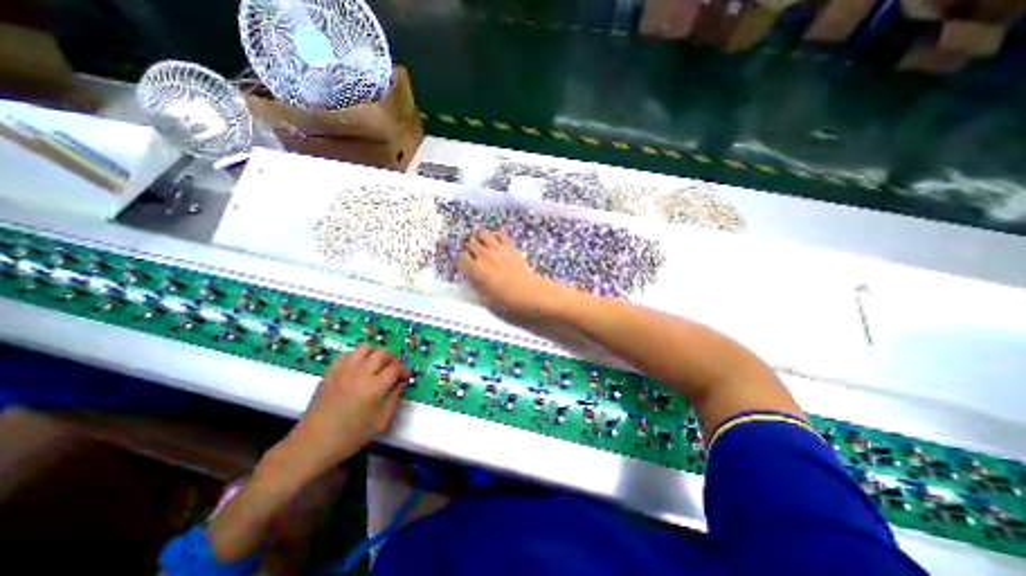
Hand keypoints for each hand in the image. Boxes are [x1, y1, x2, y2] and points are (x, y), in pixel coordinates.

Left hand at [269, 347, 406, 484]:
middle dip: (391, 359)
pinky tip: (357, 368)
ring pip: (364, 348)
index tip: (403, 377)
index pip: (395, 367)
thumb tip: (400, 383)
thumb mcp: (379, 422)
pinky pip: (347, 354)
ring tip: (375, 365)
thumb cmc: (349, 437)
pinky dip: (356, 356)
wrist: (312, 444)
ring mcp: (343, 371)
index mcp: (375, 387)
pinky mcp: (330, 372)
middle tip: (391, 369)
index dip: (403, 370)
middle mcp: (360, 373)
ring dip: (374, 354)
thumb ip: (393, 399)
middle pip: (382, 353)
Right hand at [459, 229, 564, 320]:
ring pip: (482, 234)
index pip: (461, 257)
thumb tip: (470, 275)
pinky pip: (499, 235)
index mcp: (475, 269)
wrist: (528, 293)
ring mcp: (497, 249)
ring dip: (480, 239)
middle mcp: (484, 256)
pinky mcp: (510, 247)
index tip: (467, 267)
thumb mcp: (484, 296)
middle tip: (474, 256)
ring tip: (483, 246)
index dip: (463, 262)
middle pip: (470, 243)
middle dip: (470, 249)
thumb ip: (474, 283)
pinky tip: (496, 244)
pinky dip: (495, 238)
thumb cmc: (505, 300)